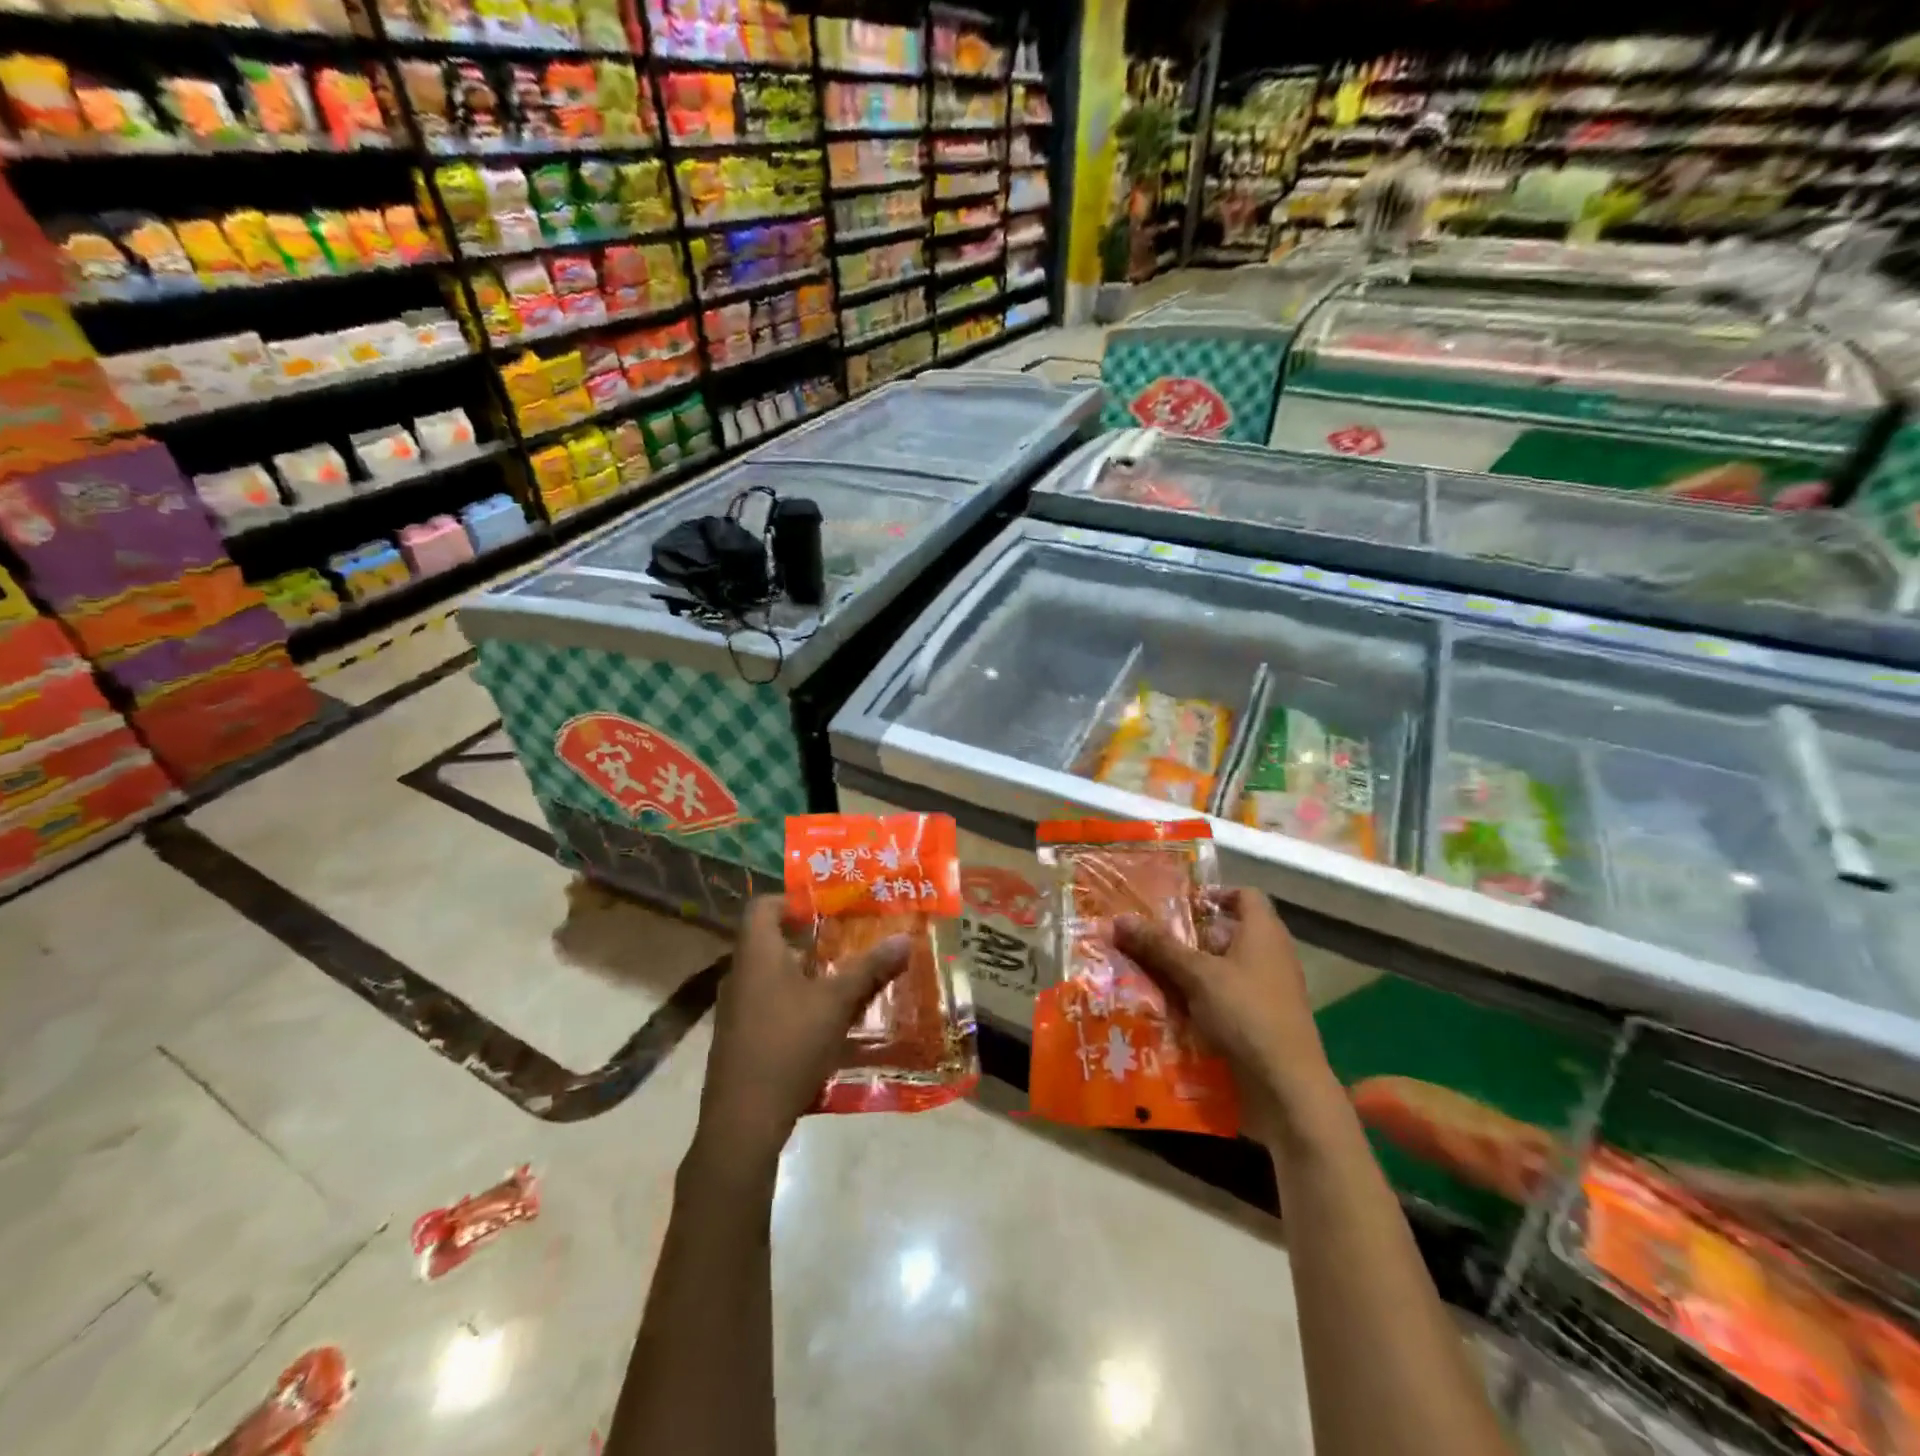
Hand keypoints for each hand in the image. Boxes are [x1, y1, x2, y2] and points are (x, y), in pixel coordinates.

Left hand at [694, 897, 910, 1174]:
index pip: (763, 906)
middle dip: (810, 939)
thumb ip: (869, 968)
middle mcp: (740, 975)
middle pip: (771, 940)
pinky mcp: (740, 1039)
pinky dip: (796, 1002)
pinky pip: (769, 1004)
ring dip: (806, 973)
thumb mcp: (836, 1003)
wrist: (743, 1121)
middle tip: (848, 940)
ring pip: (772, 976)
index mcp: (757, 954)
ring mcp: (736, 1010)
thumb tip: (905, 938)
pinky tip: (825, 1021)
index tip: (827, 907)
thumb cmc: (788, 1045)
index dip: (792, 899)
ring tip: (844, 978)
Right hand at [1114, 889, 1338, 1141]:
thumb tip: (1119, 919)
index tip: (1181, 903)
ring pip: (1226, 967)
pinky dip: (1204, 998)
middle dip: (1192, 935)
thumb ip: (1160, 947)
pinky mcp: (1263, 1021)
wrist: (1286, 1086)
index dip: (1216, 893)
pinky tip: (1173, 1008)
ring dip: (1194, 969)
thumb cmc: (1246, 1013)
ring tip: (1153, 971)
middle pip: (1230, 932)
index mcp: (1264, 933)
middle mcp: (1271, 955)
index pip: (1246, 895)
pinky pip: (1228, 998)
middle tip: (1154, 937)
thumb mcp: (1197, 975)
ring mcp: (1270, 990)